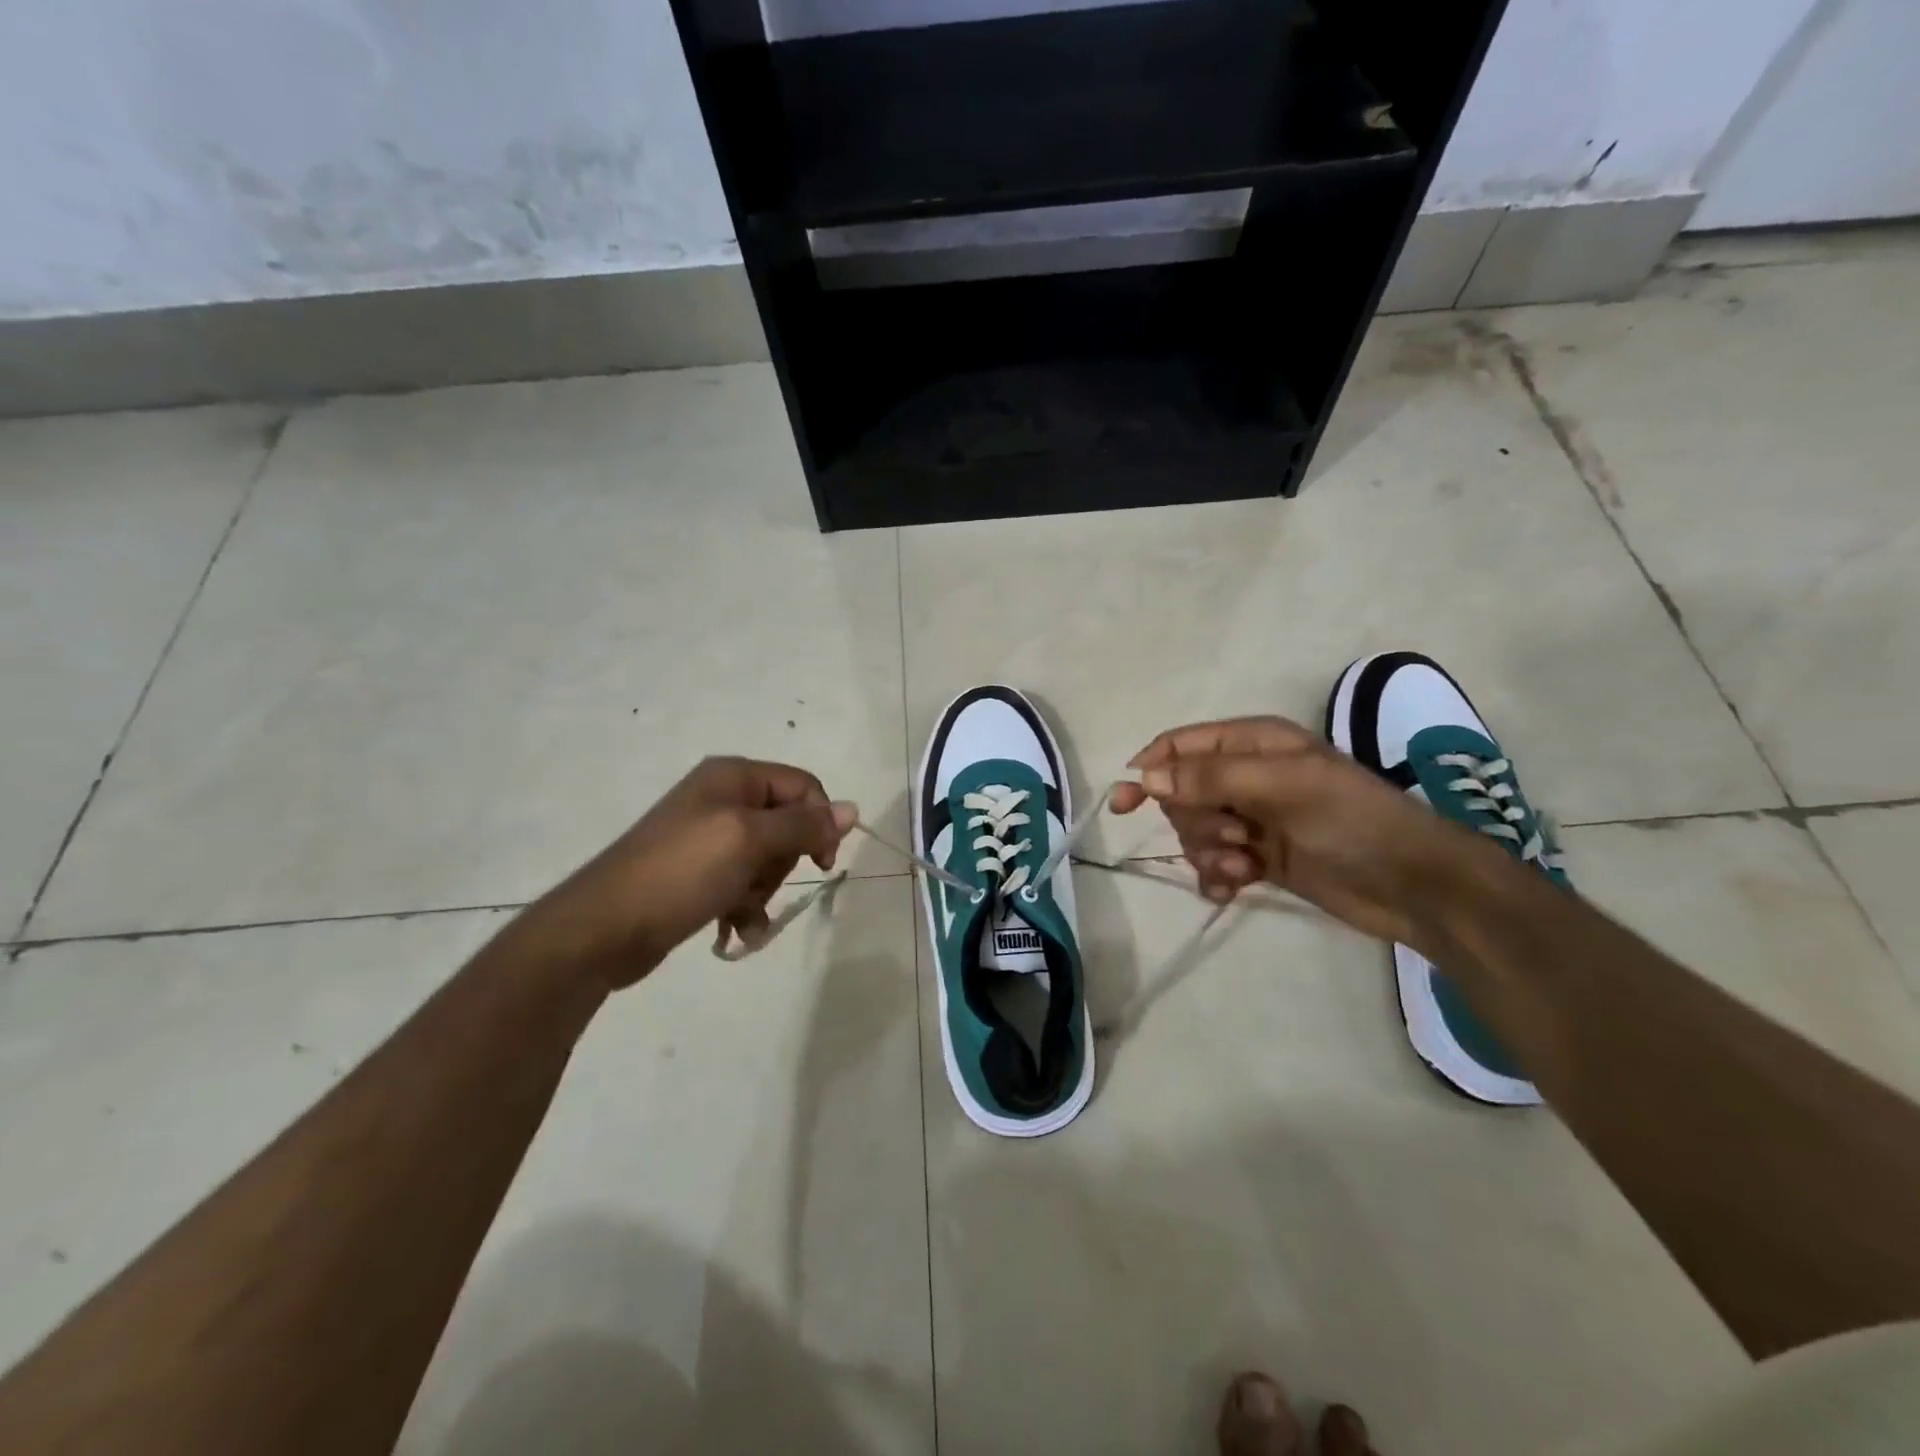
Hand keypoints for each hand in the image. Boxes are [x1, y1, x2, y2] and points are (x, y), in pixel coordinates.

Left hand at [503, 757, 855, 989]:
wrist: (603, 928)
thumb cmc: (682, 872)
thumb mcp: (749, 841)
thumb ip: (804, 825)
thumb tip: (853, 809)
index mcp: (733, 776)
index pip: (803, 787)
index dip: (820, 822)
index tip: (821, 862)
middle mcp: (721, 799)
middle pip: (787, 825)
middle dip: (782, 862)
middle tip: (759, 883)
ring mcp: (707, 838)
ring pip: (767, 860)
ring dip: (764, 891)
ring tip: (741, 912)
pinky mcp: (697, 874)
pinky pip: (743, 884)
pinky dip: (746, 907)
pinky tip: (736, 931)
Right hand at [1110, 716, 1502, 954]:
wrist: (1412, 885)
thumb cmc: (1351, 819)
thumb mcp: (1283, 786)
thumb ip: (1210, 778)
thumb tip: (1144, 778)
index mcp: (1251, 743)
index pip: (1180, 746)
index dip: (1149, 769)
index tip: (1124, 803)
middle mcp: (1246, 776)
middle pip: (1181, 793)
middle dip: (1196, 820)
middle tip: (1235, 834)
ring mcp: (1252, 819)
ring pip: (1194, 831)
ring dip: (1209, 852)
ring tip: (1243, 866)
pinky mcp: (1258, 857)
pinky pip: (1212, 863)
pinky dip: (1215, 877)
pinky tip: (1232, 890)